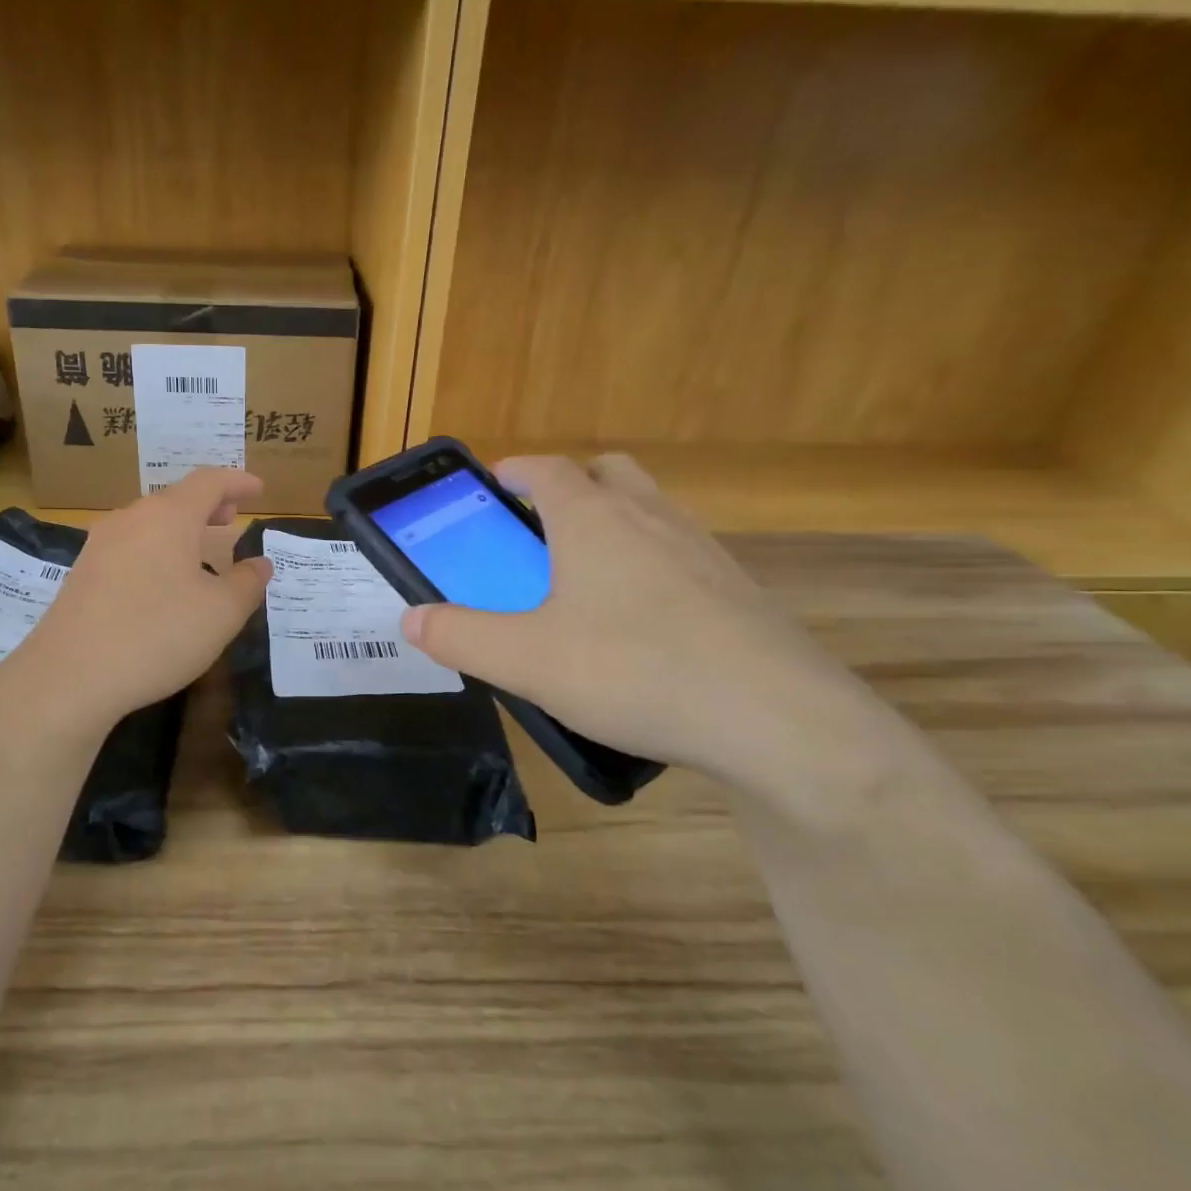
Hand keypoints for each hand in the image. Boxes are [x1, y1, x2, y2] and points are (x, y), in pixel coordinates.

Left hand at [13, 469, 270, 726]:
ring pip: (150, 524)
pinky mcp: (82, 574)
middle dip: (208, 505)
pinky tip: (163, 583)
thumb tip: (260, 564)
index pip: (209, 482)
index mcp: (169, 517)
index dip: (237, 482)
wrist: (70, 676)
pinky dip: (156, 551)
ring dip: (180, 530)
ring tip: (201, 551)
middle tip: (231, 518)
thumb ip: (247, 583)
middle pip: (175, 499)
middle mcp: (131, 519)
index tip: (258, 489)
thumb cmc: (158, 634)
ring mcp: (100, 545)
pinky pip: (130, 548)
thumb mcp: (221, 613)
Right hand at [402, 455, 897, 794]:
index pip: (546, 469)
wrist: (779, 722)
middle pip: (608, 472)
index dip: (514, 470)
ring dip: (614, 523)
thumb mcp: (526, 661)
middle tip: (541, 529)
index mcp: (594, 520)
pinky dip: (652, 565)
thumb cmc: (635, 671)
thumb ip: (460, 635)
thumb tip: (411, 617)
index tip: (493, 485)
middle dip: (570, 485)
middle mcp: (651, 518)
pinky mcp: (738, 590)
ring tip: (586, 581)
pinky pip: (682, 554)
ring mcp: (704, 550)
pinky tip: (641, 626)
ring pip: (650, 510)